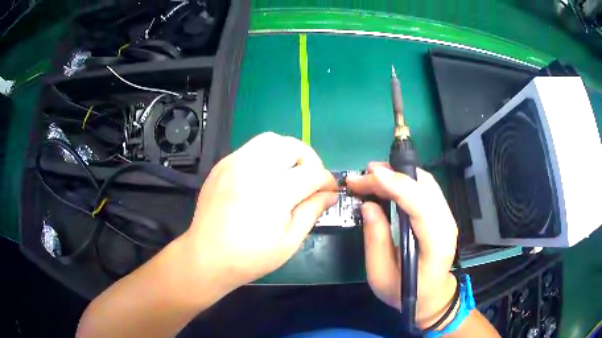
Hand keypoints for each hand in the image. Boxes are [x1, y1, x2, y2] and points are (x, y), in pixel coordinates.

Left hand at [182, 132, 336, 290]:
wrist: (207, 257)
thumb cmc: (250, 257)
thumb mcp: (290, 241)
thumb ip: (312, 211)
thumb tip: (330, 194)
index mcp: (274, 190)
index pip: (312, 172)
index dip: (326, 180)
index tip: (330, 191)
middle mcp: (254, 168)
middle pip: (293, 146)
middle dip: (310, 160)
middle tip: (311, 180)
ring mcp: (234, 163)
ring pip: (271, 140)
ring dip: (288, 152)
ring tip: (291, 173)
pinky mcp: (222, 165)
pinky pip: (251, 148)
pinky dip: (266, 155)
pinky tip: (266, 176)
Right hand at [347, 162, 457, 328]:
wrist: (432, 296)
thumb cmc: (405, 292)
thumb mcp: (381, 275)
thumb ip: (375, 239)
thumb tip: (367, 205)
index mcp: (435, 245)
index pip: (421, 207)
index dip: (397, 186)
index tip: (371, 175)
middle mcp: (446, 225)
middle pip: (424, 187)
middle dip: (393, 176)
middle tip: (362, 176)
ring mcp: (447, 217)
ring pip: (426, 182)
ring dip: (399, 174)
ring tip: (372, 175)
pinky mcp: (443, 213)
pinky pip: (426, 188)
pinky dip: (406, 180)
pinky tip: (388, 182)